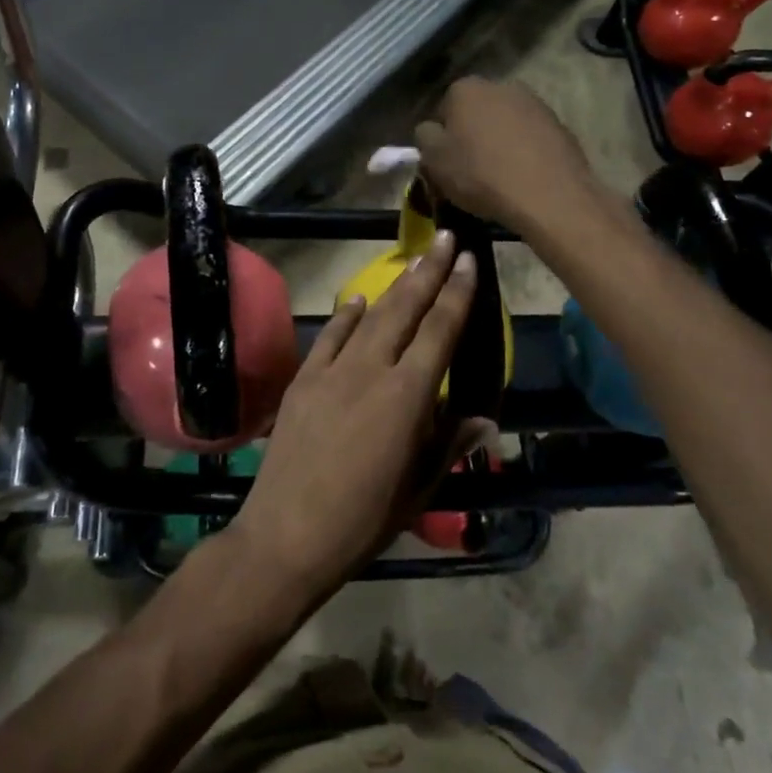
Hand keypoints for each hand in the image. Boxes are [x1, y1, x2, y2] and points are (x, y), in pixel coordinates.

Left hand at [229, 232, 486, 602]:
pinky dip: (346, 315)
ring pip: (370, 316)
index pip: (440, 331)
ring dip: (394, 286)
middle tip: (446, 239)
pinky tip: (358, 300)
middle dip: (429, 271)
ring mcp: (332, 371)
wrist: (287, 533)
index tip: (469, 260)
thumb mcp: (419, 488)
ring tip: (414, 260)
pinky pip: (328, 336)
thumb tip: (484, 417)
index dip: (457, 293)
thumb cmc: (364, 520)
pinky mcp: (302, 380)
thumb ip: (450, 444)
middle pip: (405, 310)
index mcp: (407, 396)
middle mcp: (371, 370)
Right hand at [415, 77, 600, 231]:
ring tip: (498, 177)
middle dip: (471, 136)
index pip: (442, 111)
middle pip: (476, 113)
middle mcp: (501, 85)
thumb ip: (424, 137)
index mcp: (466, 89)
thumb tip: (432, 130)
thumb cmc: (480, 175)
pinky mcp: (560, 124)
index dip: (441, 139)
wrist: (547, 195)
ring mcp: (535, 103)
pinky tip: (522, 177)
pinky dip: (524, 152)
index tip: (445, 164)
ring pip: (505, 124)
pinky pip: (530, 138)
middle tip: (470, 170)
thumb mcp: (433, 160)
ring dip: (499, 143)